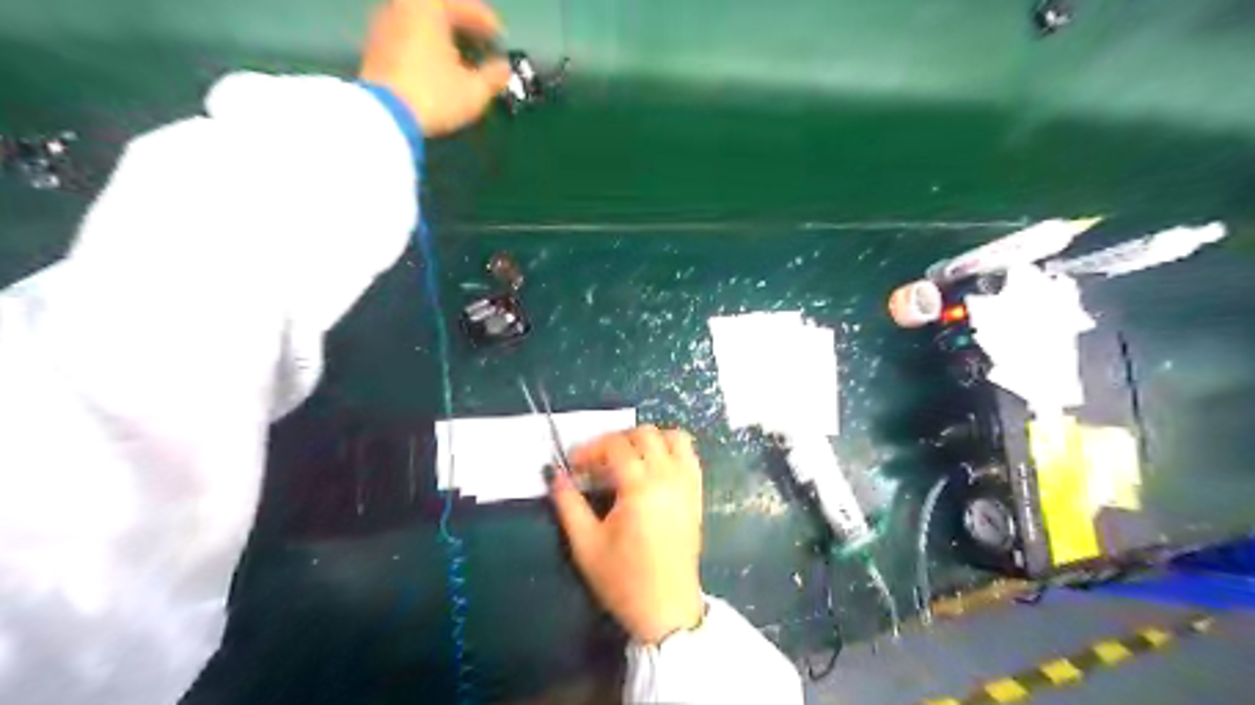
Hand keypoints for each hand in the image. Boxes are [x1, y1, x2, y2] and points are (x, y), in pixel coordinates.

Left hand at [358, 1, 508, 133]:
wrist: (382, 115)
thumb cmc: (434, 94)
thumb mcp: (474, 91)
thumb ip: (493, 76)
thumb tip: (504, 68)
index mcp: (428, 7)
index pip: (464, 6)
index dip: (486, 22)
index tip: (501, 37)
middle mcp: (402, 7)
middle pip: (438, 10)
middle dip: (462, 25)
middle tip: (481, 42)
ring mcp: (383, 25)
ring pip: (421, 23)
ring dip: (442, 36)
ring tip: (460, 56)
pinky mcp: (373, 48)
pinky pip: (407, 37)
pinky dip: (425, 46)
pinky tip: (437, 67)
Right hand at [551, 424, 702, 644]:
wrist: (666, 609)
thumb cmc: (623, 580)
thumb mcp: (585, 545)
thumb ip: (568, 504)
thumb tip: (556, 475)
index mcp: (641, 488)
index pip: (616, 446)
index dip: (590, 448)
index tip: (574, 464)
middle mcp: (669, 478)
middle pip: (645, 433)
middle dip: (616, 440)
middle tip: (597, 462)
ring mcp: (688, 485)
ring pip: (674, 438)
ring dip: (648, 440)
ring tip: (627, 459)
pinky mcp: (697, 495)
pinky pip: (689, 456)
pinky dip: (670, 450)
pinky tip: (652, 469)